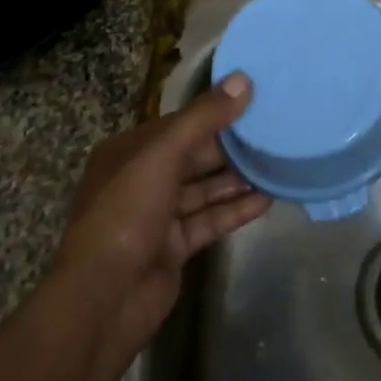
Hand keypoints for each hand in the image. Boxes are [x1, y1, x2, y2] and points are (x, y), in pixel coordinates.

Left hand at [51, 74, 269, 373]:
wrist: (103, 301)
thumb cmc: (127, 213)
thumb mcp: (164, 154)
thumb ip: (205, 117)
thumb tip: (244, 79)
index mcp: (129, 152)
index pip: (179, 123)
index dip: (215, 112)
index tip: (254, 100)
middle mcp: (141, 180)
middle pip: (194, 155)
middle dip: (231, 146)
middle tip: (274, 131)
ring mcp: (157, 216)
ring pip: (204, 189)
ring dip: (237, 178)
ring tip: (277, 162)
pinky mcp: (173, 248)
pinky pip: (209, 220)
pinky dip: (235, 209)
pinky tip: (267, 199)